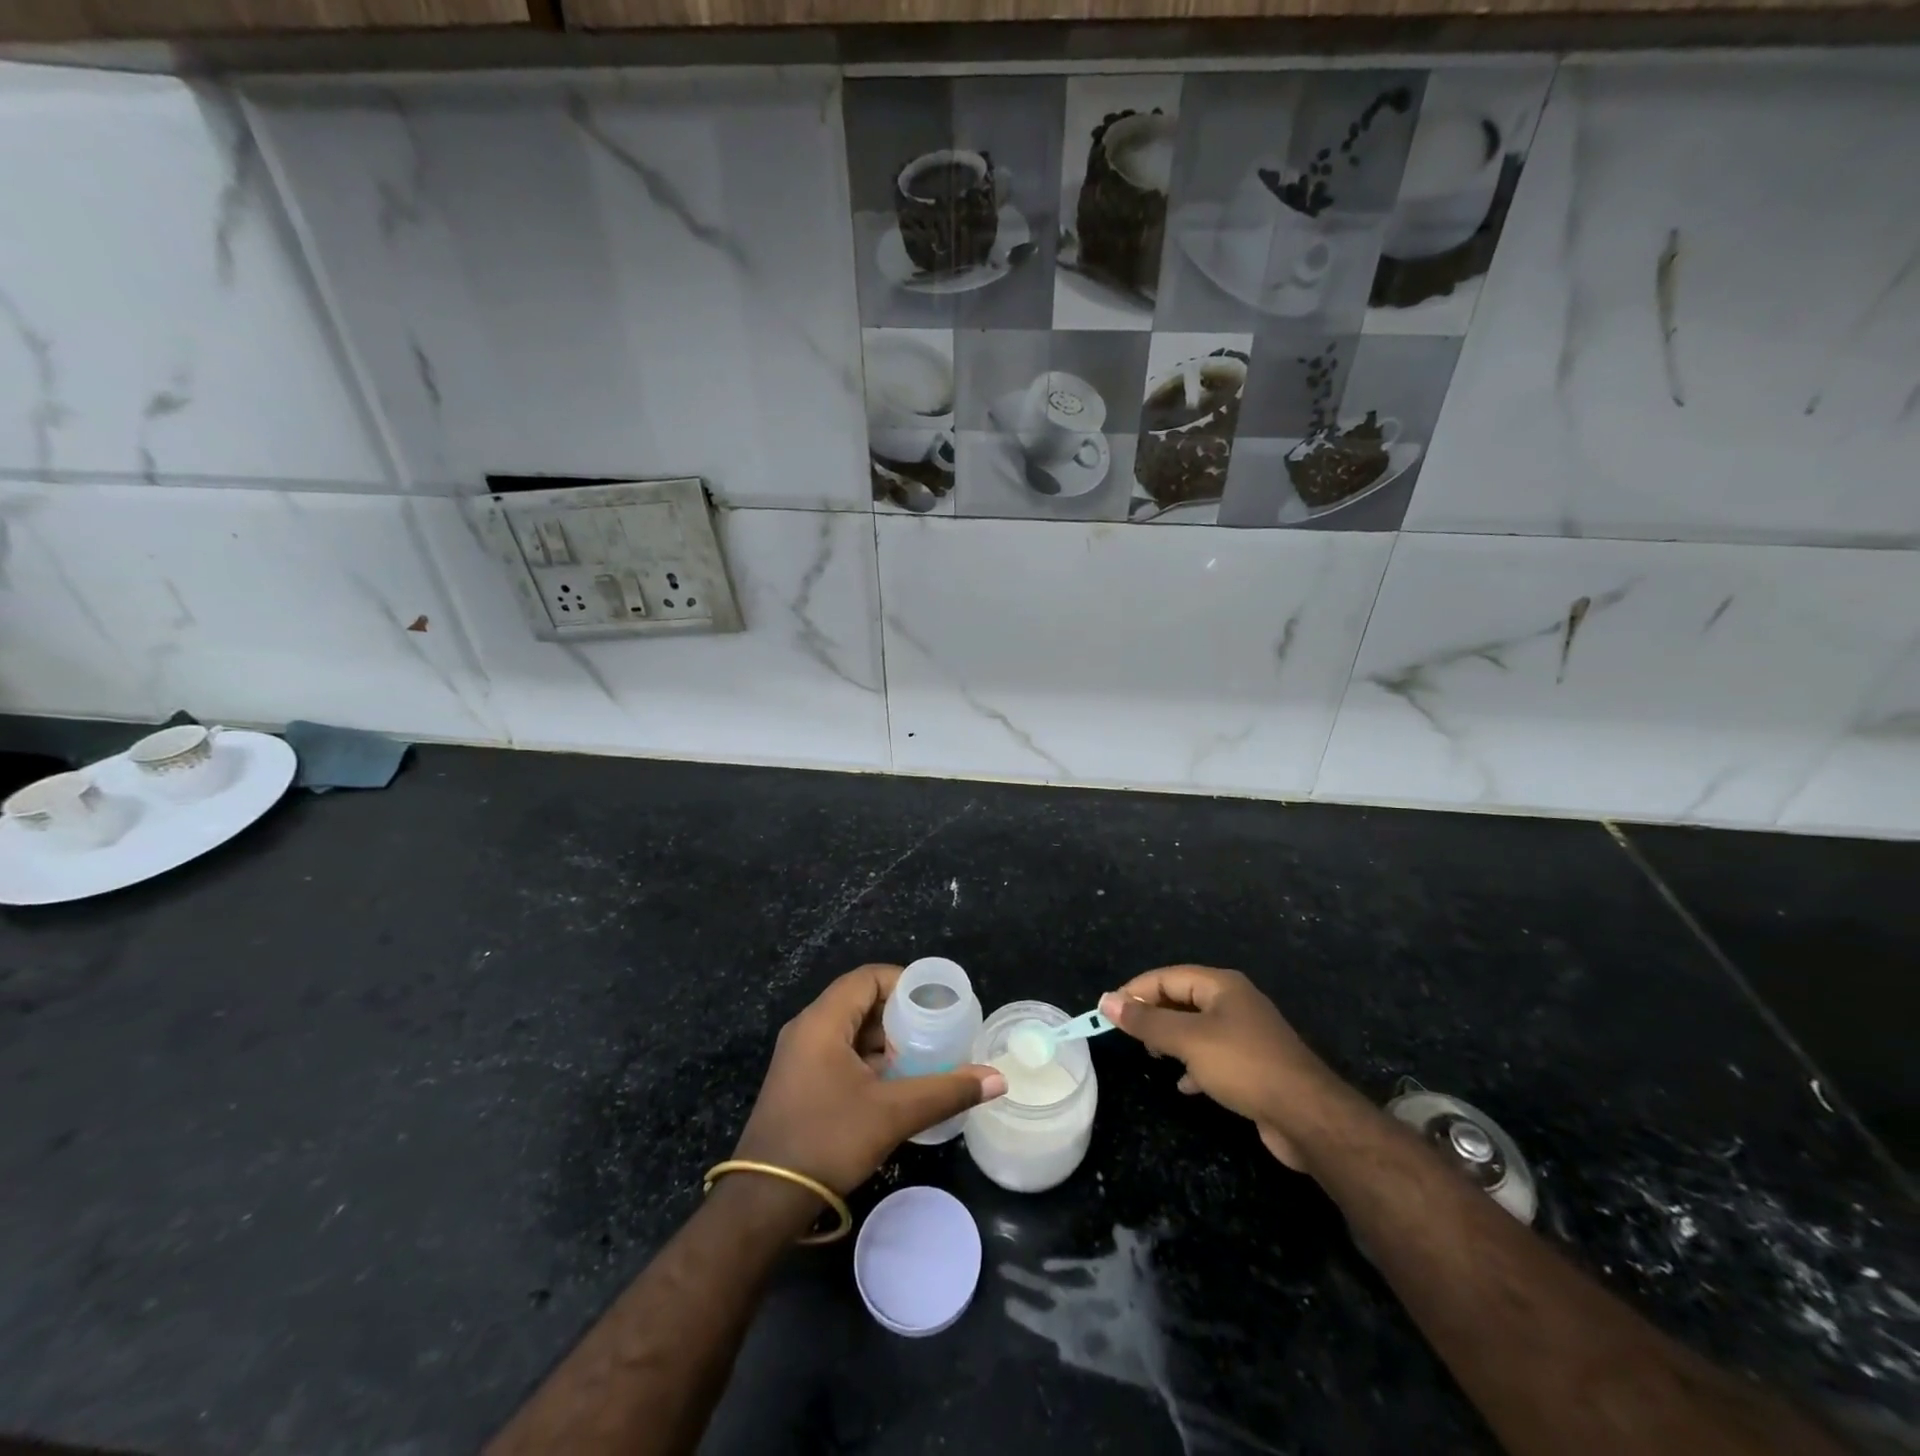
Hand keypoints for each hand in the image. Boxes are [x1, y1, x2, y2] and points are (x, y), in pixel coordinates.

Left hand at [734, 964, 1006, 1195]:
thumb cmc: (827, 1141)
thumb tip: (997, 1079)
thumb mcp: (892, 1113)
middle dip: (899, 1013)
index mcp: (822, 1021)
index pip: (868, 977)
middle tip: (937, 1030)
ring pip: (850, 1031)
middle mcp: (807, 1030)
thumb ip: (946, 1090)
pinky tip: (895, 1084)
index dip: (904, 982)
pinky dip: (869, 1060)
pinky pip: (839, 1054)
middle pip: (859, 1001)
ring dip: (885, 1040)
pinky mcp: (799, 1084)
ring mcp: (799, 1058)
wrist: (764, 1203)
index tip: (937, 1002)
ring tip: (923, 1056)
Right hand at [1100, 966, 1350, 1171]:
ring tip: (1152, 1057)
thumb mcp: (1188, 1040)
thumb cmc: (1243, 1066)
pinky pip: (1213, 1055)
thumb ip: (1146, 1020)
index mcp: (1221, 985)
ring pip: (1197, 1029)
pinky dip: (1194, 1065)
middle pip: (1182, 999)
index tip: (1107, 1012)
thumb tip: (1106, 1000)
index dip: (1135, 991)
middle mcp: (1235, 1003)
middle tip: (1129, 1036)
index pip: (1167, 977)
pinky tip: (1184, 1085)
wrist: (1308, 1117)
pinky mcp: (1254, 1065)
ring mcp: (1247, 1034)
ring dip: (1172, 1040)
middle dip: (1153, 1015)